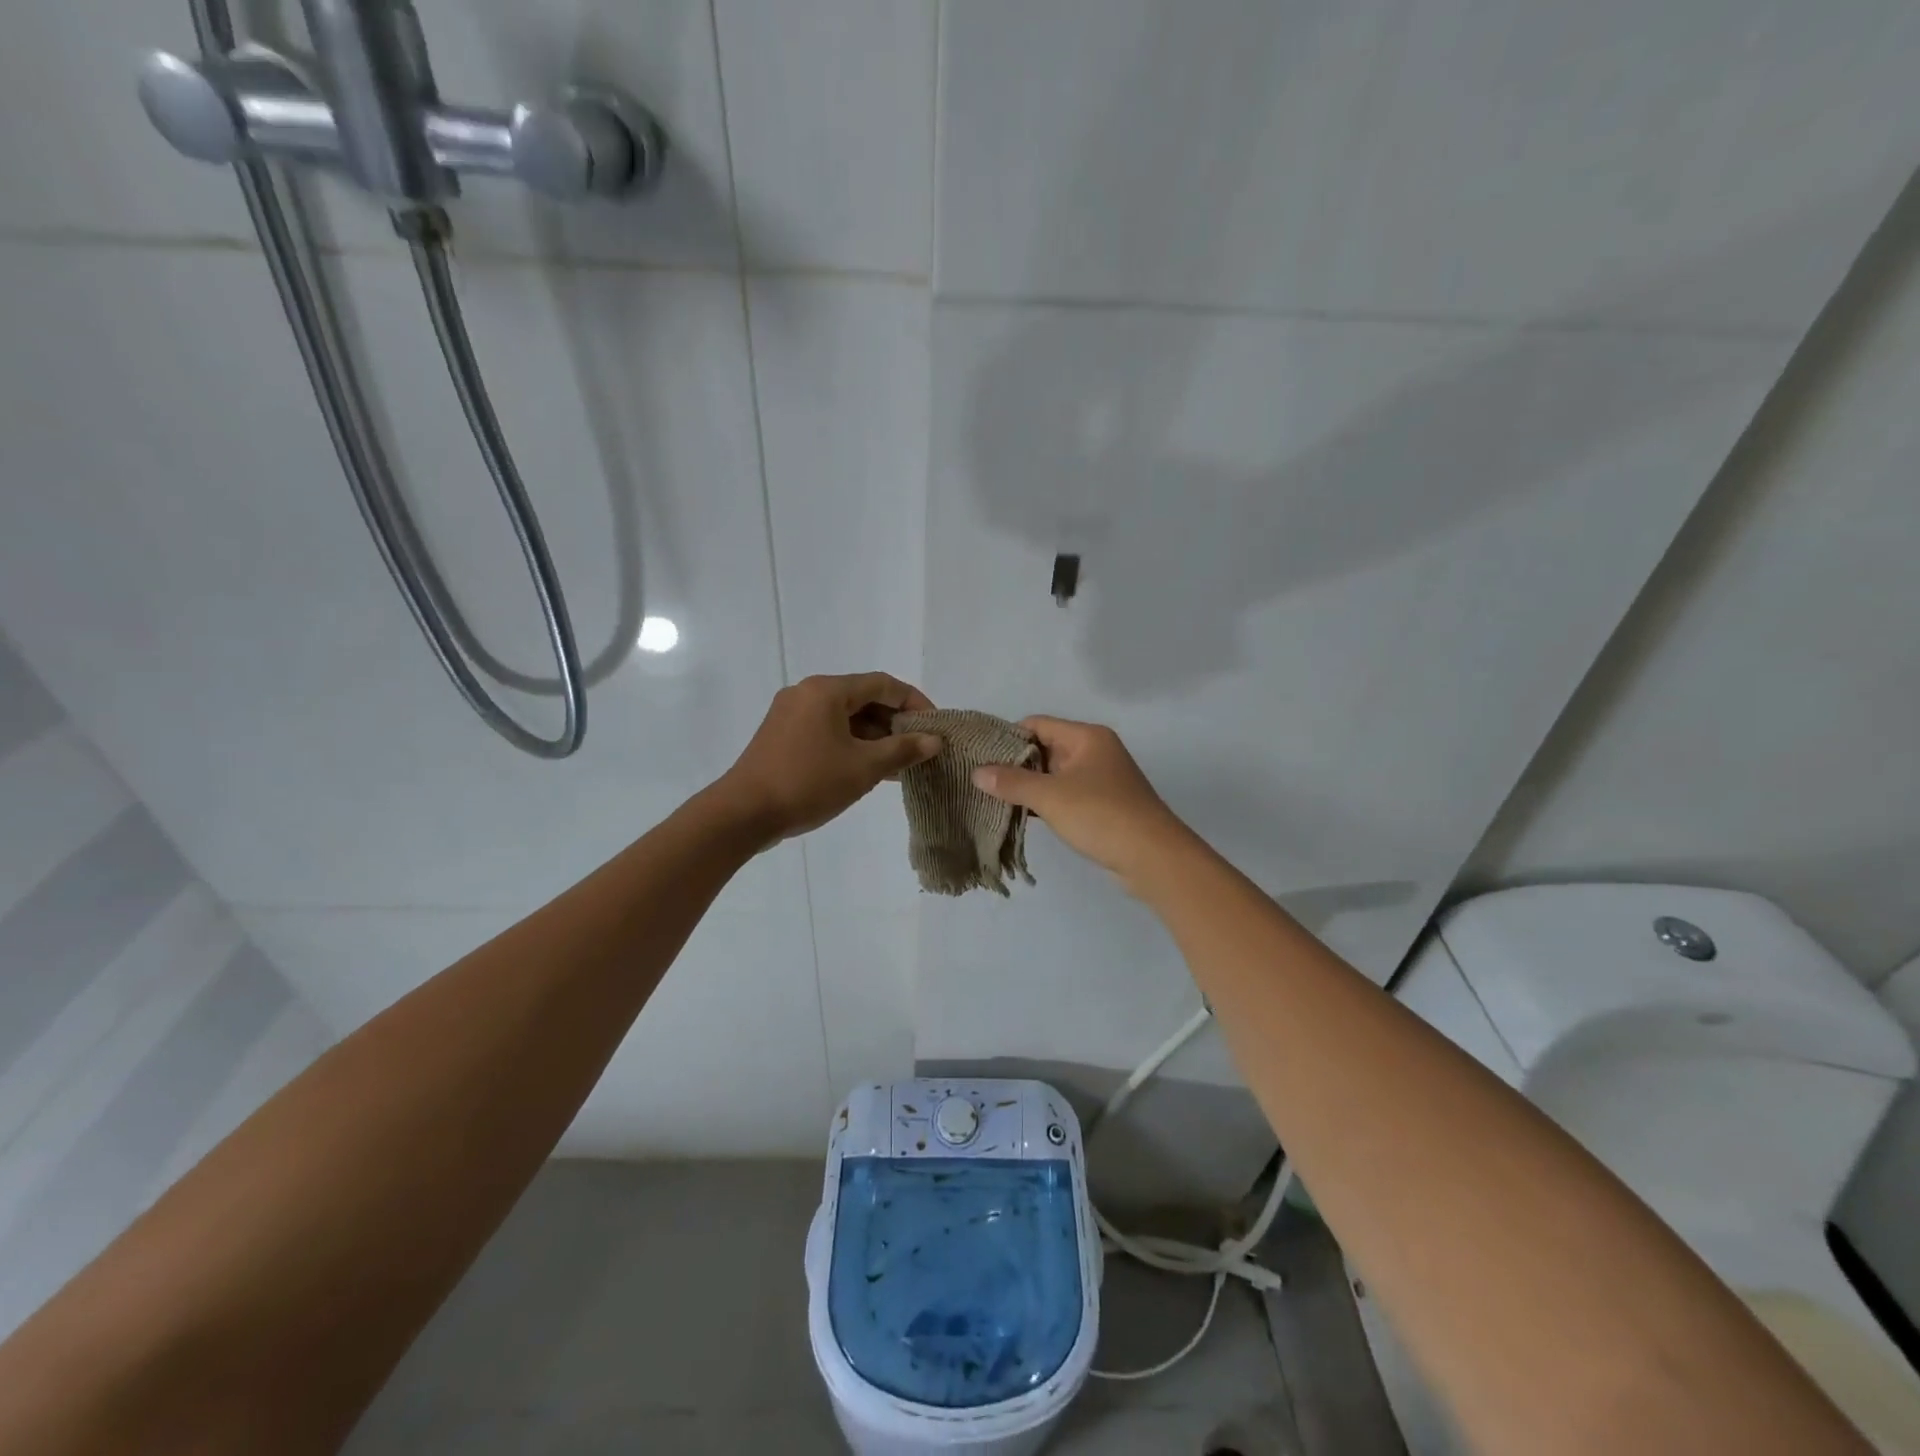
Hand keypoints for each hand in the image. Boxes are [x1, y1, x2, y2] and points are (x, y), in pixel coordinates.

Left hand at [718, 674, 942, 845]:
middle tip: (919, 749)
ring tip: (900, 764)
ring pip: (844, 717)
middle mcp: (807, 693)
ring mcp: (791, 714)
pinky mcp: (782, 736)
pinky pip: (827, 730)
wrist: (744, 813)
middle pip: (863, 698)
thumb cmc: (808, 783)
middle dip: (895, 723)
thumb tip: (933, 740)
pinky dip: (851, 744)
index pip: (883, 684)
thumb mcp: (863, 768)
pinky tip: (869, 769)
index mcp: (827, 691)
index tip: (935, 727)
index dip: (914, 702)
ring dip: (874, 737)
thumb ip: (902, 750)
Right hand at [971, 716, 1188, 888]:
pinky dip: (1045, 802)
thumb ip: (1012, 782)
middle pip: (1045, 748)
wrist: (1153, 858)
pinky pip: (1066, 795)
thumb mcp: (1050, 797)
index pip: (1038, 724)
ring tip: (993, 798)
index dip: (1008, 736)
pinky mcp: (1103, 806)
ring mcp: (1101, 780)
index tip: (979, 755)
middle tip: (980, 779)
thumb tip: (977, 772)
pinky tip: (1021, 815)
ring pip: (1055, 774)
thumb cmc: (1101, 815)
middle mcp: (1095, 752)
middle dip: (1015, 763)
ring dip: (1029, 786)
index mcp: (1087, 737)